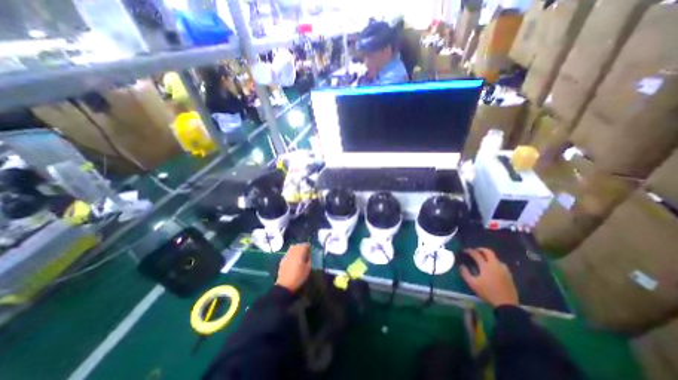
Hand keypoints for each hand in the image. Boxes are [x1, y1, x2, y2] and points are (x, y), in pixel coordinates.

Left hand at [273, 245, 310, 291]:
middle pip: (298, 245)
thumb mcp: (308, 268)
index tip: (311, 251)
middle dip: (302, 247)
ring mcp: (286, 255)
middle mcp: (292, 251)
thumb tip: (309, 255)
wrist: (285, 285)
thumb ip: (309, 259)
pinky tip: (293, 260)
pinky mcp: (282, 260)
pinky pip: (288, 253)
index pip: (305, 245)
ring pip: (292, 248)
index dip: (309, 247)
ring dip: (296, 249)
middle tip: (306, 252)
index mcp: (300, 252)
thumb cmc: (299, 276)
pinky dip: (292, 254)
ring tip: (300, 255)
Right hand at [461, 249, 520, 306]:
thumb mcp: (472, 284)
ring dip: (489, 256)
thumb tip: (461, 265)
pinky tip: (493, 268)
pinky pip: (501, 265)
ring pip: (496, 258)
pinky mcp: (509, 275)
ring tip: (484, 259)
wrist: (506, 304)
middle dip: (481, 249)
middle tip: (475, 251)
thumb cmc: (487, 292)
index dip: (469, 251)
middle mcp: (495, 265)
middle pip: (489, 252)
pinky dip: (495, 263)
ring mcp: (503, 270)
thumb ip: (465, 273)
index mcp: (485, 266)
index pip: (476, 254)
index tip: (465, 251)